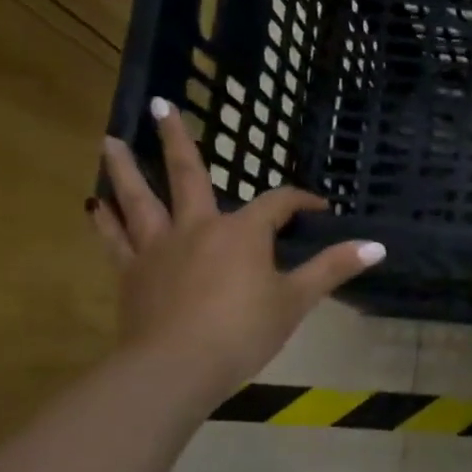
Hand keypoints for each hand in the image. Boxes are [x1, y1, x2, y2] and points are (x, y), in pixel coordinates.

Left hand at [90, 98, 382, 404]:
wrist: (177, 367)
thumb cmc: (244, 330)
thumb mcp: (297, 299)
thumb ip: (333, 268)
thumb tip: (378, 246)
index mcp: (243, 232)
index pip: (278, 203)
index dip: (301, 201)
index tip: (318, 208)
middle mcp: (198, 227)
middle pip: (187, 175)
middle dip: (177, 140)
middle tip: (159, 105)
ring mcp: (159, 247)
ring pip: (139, 198)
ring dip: (125, 168)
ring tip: (110, 140)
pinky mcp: (132, 272)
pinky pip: (116, 239)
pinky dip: (105, 220)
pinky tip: (93, 204)